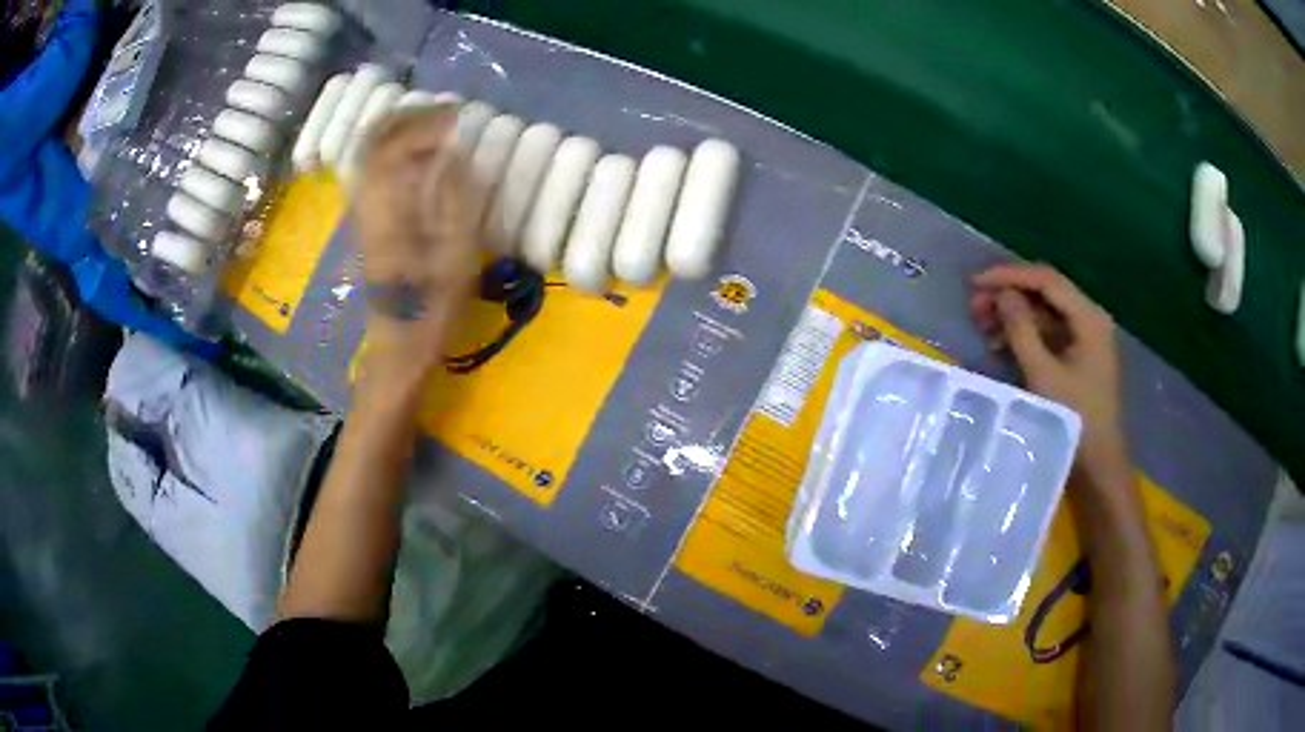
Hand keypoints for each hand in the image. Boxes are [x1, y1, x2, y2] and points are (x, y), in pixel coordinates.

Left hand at [354, 108, 483, 382]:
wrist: (402, 332)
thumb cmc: (434, 293)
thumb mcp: (456, 243)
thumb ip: (452, 189)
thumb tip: (451, 148)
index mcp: (389, 198)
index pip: (400, 140)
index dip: (429, 120)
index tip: (459, 113)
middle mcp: (369, 194)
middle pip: (377, 138)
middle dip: (409, 116)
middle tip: (442, 109)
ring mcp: (364, 205)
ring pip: (370, 151)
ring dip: (398, 128)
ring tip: (431, 123)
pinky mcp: (367, 217)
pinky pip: (372, 167)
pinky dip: (391, 149)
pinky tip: (414, 152)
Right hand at [969, 264, 1125, 469]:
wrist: (1098, 465)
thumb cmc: (1074, 418)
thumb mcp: (1044, 374)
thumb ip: (1021, 330)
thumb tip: (1001, 294)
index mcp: (1088, 318)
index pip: (1046, 280)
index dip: (1009, 276)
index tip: (975, 283)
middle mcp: (1089, 319)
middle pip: (1045, 293)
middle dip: (1009, 296)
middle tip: (975, 307)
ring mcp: (1084, 338)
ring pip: (1043, 313)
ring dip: (1013, 315)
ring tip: (982, 325)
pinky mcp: (1077, 356)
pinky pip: (1047, 333)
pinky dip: (1024, 335)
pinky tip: (1000, 345)